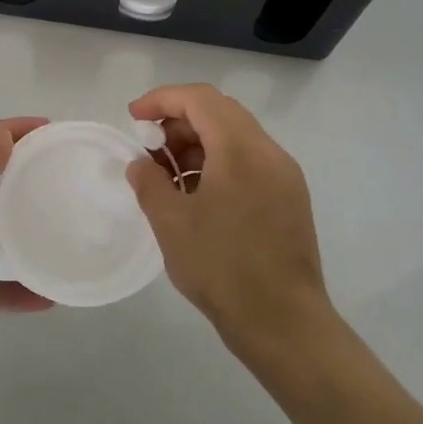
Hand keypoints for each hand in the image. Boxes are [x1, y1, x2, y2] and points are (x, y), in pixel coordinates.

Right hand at [125, 84, 333, 356]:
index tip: (133, 117)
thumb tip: (141, 164)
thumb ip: (149, 183)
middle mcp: (268, 152)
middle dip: (178, 121)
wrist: (284, 324)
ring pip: (235, 137)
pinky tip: (196, 195)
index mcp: (241, 149)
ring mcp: (284, 176)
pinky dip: (218, 163)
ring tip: (168, 175)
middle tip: (149, 148)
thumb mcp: (171, 223)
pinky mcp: (289, 199)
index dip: (162, 99)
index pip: (199, 99)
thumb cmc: (223, 267)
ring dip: (198, 144)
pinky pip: (249, 162)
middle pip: (219, 112)